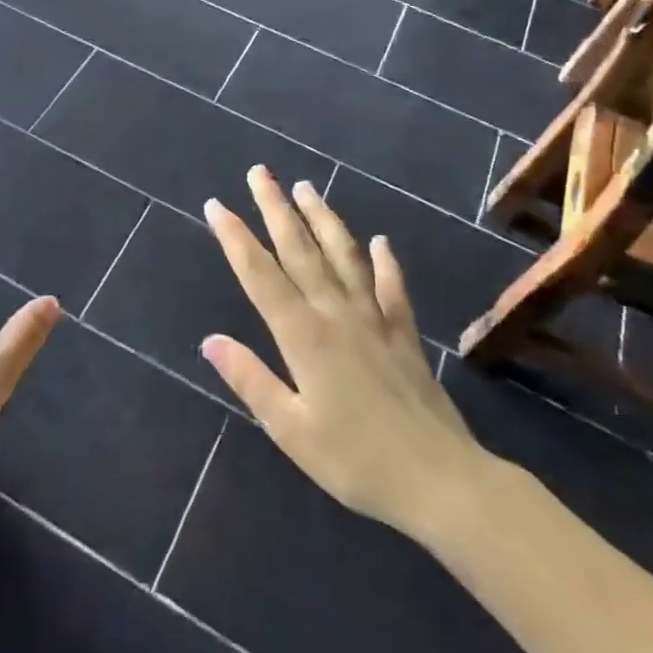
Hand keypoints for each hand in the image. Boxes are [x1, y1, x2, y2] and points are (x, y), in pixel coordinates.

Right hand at [200, 167, 495, 541]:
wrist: (441, 480)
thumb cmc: (356, 461)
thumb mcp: (291, 430)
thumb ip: (250, 380)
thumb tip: (210, 340)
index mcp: (303, 336)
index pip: (260, 275)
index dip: (236, 238)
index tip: (216, 205)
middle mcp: (337, 314)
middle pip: (300, 251)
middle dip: (276, 209)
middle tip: (260, 173)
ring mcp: (375, 320)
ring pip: (344, 256)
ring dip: (323, 219)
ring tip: (306, 188)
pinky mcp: (405, 334)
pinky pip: (392, 288)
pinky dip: (385, 262)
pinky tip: (380, 242)